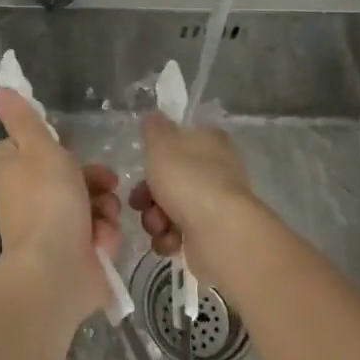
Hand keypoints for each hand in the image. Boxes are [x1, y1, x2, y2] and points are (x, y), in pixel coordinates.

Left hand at [0, 88, 120, 326]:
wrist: (57, 272)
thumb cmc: (48, 201)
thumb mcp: (38, 148)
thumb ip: (24, 119)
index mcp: (13, 170)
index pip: (28, 147)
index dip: (51, 145)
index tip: (68, 145)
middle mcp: (27, 197)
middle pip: (66, 174)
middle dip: (92, 177)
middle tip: (106, 181)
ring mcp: (49, 227)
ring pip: (87, 201)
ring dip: (102, 206)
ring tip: (105, 216)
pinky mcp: (72, 251)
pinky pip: (94, 231)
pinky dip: (102, 234)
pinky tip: (102, 241)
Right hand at [132, 113, 268, 286]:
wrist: (220, 233)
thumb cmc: (188, 179)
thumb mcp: (161, 143)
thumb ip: (153, 128)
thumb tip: (152, 118)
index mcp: (209, 141)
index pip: (181, 139)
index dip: (157, 153)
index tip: (143, 165)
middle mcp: (216, 169)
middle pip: (170, 177)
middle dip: (148, 193)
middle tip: (140, 202)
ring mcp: (215, 203)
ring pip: (171, 206)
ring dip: (155, 218)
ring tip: (157, 225)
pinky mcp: (212, 233)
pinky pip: (180, 232)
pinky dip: (169, 238)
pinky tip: (169, 241)